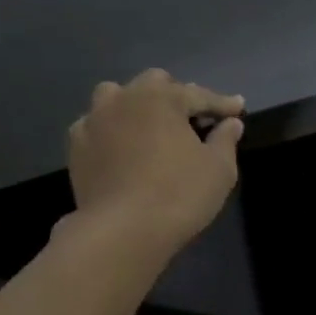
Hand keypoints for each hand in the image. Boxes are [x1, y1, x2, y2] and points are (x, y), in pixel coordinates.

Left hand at [67, 69, 243, 258]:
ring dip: (137, 105)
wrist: (123, 230)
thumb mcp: (219, 169)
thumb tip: (231, 123)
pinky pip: (96, 126)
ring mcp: (94, 120)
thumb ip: (226, 140)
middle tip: (193, 118)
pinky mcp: (76, 146)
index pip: (199, 94)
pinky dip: (113, 131)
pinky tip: (122, 148)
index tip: (238, 108)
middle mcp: (124, 99)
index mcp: (161, 98)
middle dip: (176, 95)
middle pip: (154, 84)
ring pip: (116, 97)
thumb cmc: (180, 194)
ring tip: (150, 126)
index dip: (222, 103)